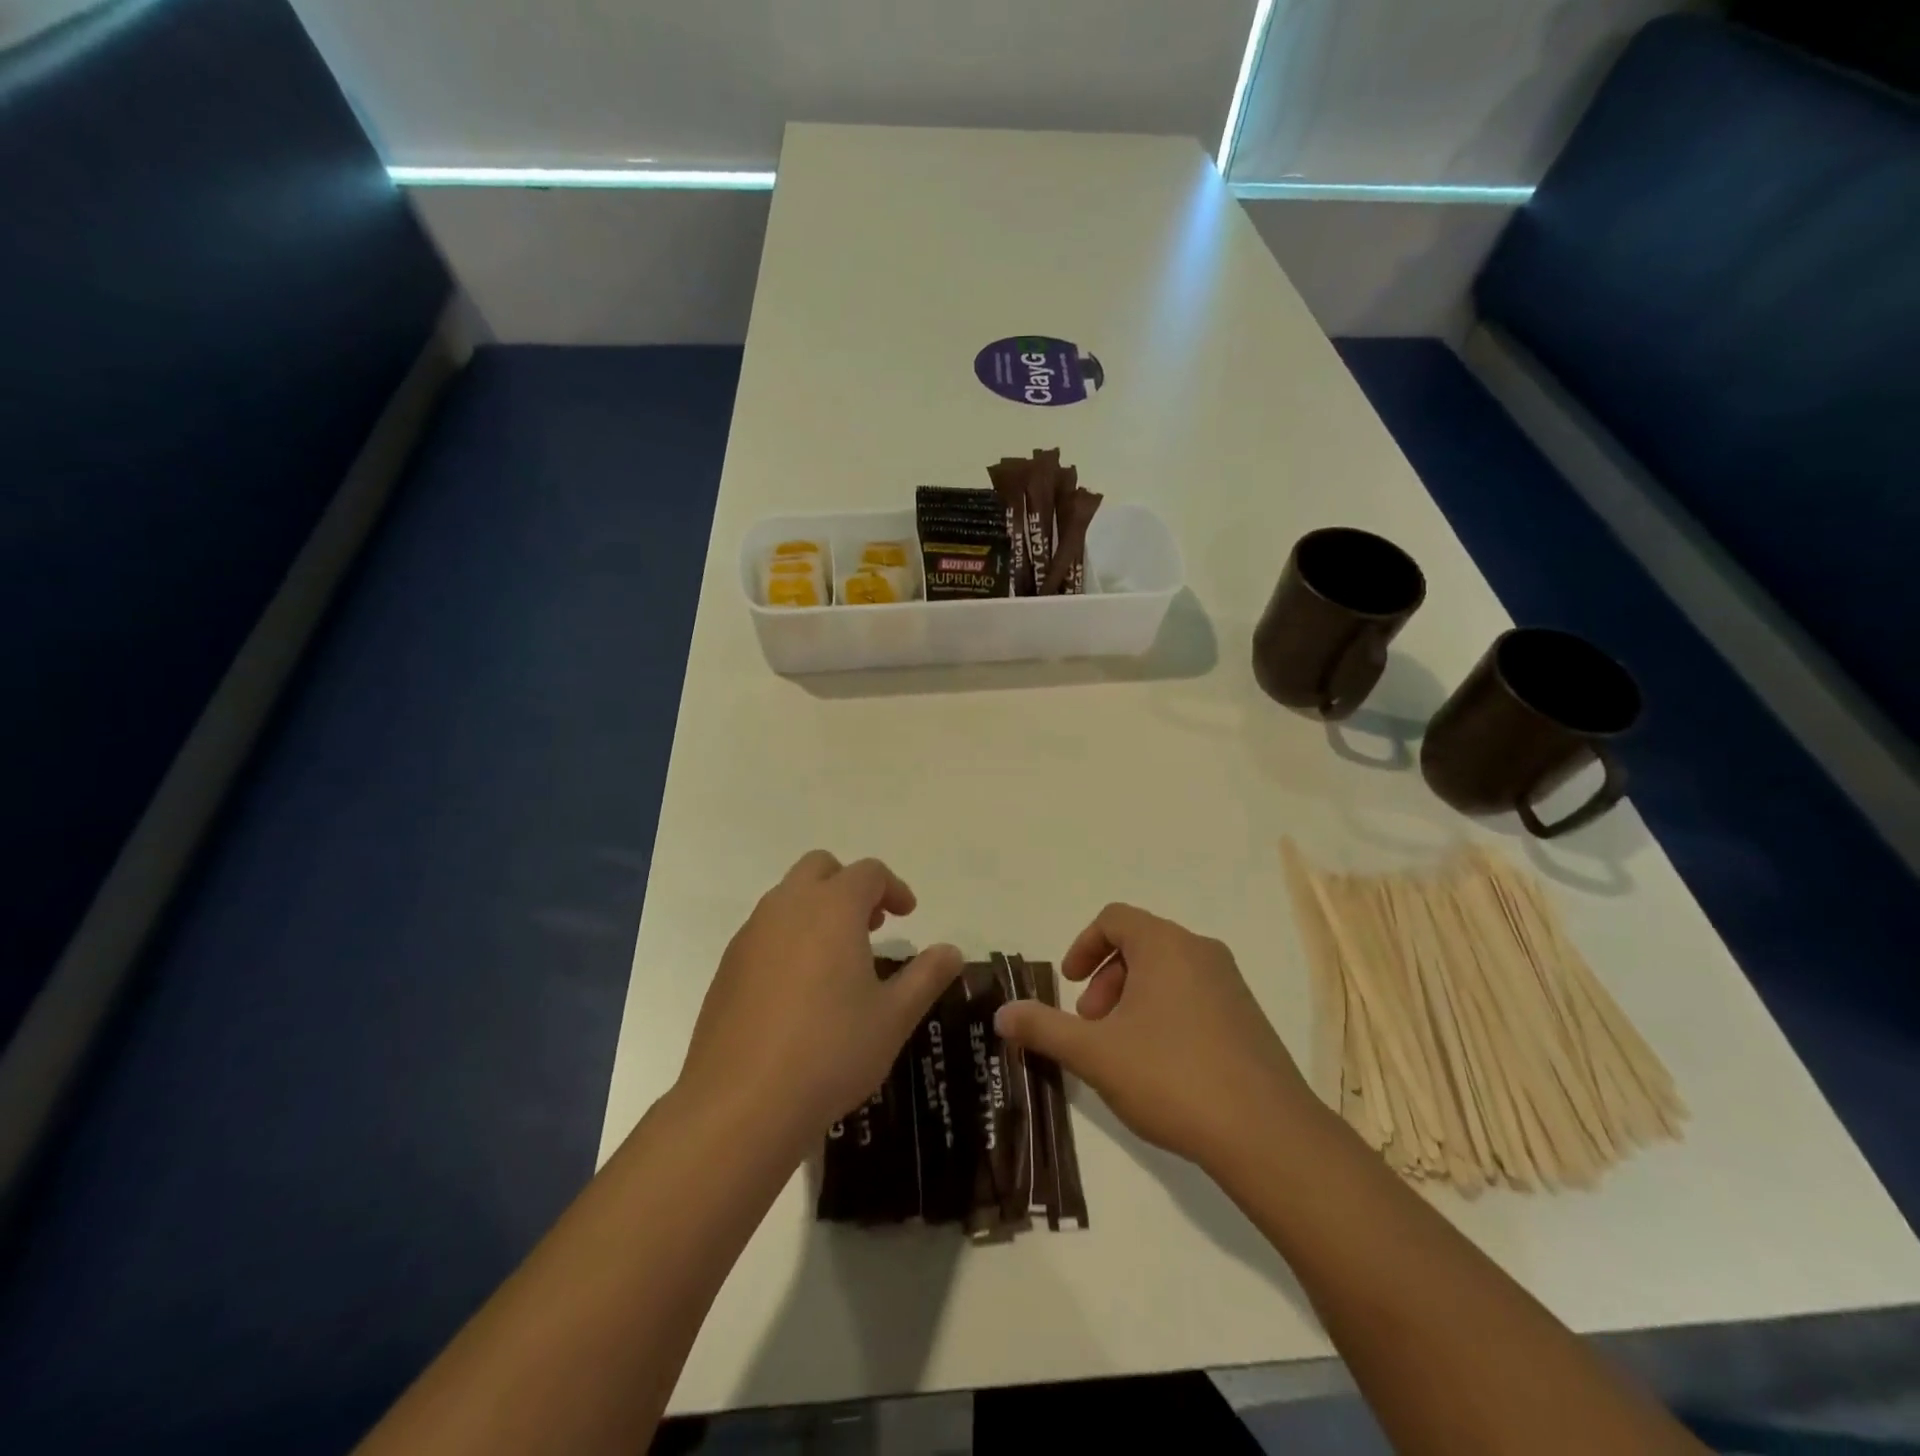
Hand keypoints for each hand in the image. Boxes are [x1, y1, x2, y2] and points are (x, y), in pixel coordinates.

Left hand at [677, 851, 962, 1162]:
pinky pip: (765, 932)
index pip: (868, 873)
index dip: (893, 887)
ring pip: (788, 898)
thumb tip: (951, 951)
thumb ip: (927, 976)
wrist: (741, 1104)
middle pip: (820, 868)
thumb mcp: (894, 1017)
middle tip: (872, 925)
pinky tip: (801, 991)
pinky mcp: (727, 967)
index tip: (908, 916)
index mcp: (832, 908)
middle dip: (850, 886)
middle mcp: (787, 908)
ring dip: (818, 910)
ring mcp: (751, 935)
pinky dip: (790, 938)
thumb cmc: (831, 1051)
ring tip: (840, 960)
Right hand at [994, 903, 1317, 1172]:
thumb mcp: (1095, 1054)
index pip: (1114, 918)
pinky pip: (1195, 996)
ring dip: (1133, 999)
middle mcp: (1201, 952)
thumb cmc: (1171, 1077)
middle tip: (1091, 1025)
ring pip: (1167, 972)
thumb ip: (1044, 1028)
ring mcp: (1231, 984)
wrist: (1267, 1135)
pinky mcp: (1249, 1018)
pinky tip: (1161, 1067)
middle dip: (1105, 979)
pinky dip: (1165, 1013)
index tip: (1069, 985)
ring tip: (1121, 1050)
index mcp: (1165, 945)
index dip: (1082, 946)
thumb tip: (1001, 1014)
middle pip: (1140, 944)